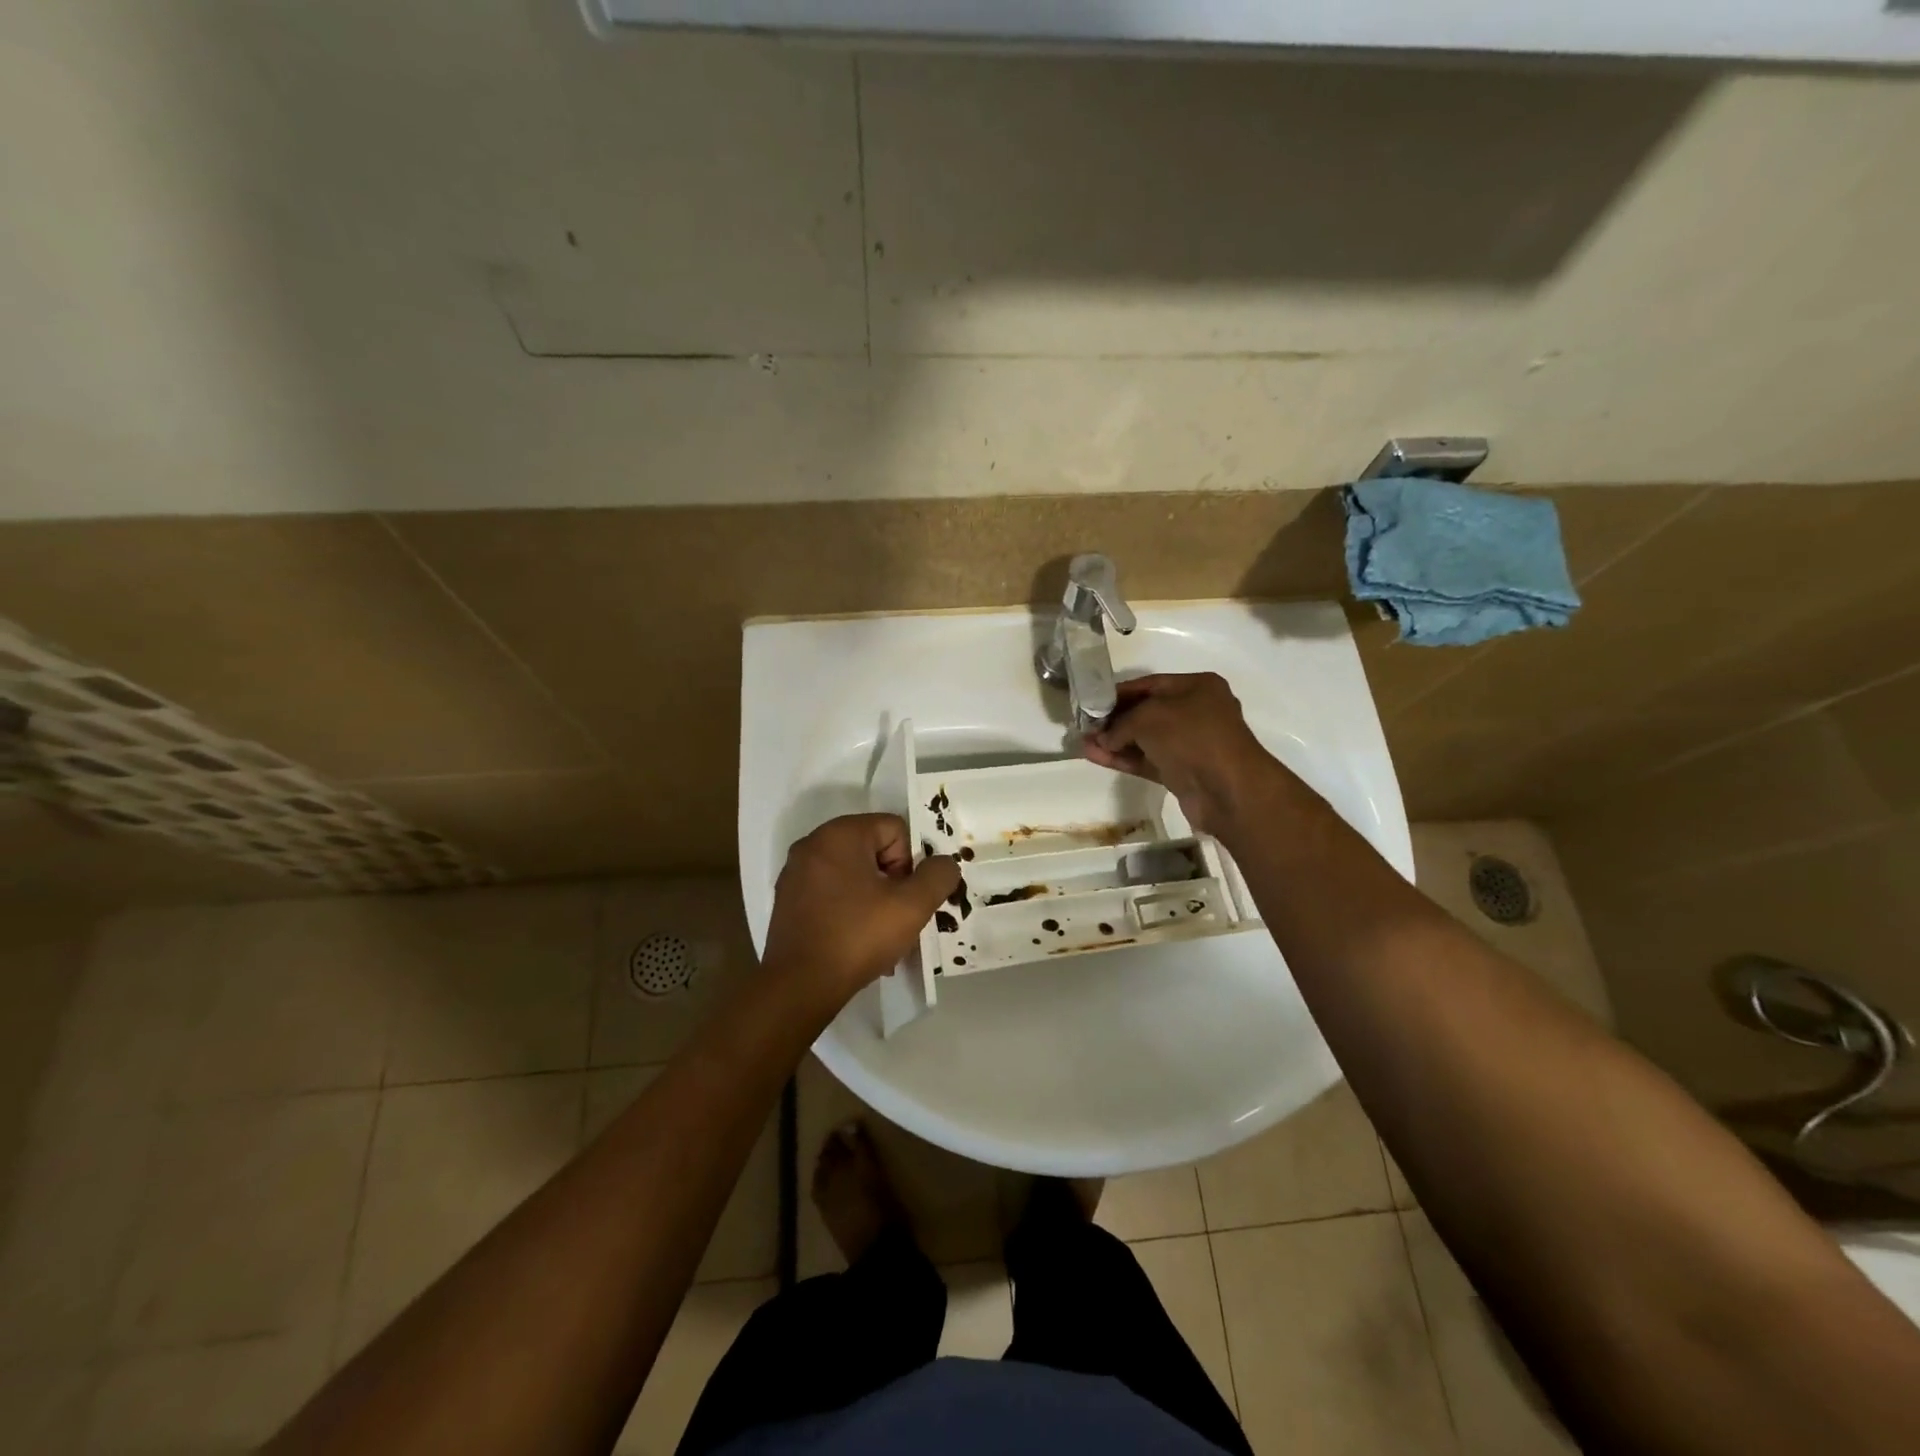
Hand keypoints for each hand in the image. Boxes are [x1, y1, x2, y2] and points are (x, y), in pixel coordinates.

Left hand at [763, 813, 960, 1005]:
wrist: (799, 986)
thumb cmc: (857, 937)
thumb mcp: (912, 906)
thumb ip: (937, 876)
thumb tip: (944, 864)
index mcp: (839, 834)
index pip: (894, 829)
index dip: (908, 863)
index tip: (903, 898)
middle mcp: (813, 844)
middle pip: (873, 850)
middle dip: (891, 882)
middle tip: (895, 918)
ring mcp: (796, 873)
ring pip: (853, 874)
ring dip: (873, 899)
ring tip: (878, 936)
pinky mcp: (788, 900)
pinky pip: (831, 892)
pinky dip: (848, 910)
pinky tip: (855, 941)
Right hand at [1082, 673, 1282, 837]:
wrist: (1227, 789)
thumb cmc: (1191, 736)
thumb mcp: (1149, 717)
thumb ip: (1121, 723)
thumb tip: (1104, 738)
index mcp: (1198, 687)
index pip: (1150, 684)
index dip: (1119, 693)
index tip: (1091, 701)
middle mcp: (1196, 712)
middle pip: (1146, 712)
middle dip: (1115, 719)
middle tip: (1085, 725)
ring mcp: (1190, 744)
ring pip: (1145, 739)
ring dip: (1115, 741)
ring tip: (1083, 743)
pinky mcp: (1182, 772)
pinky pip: (1148, 760)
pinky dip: (1124, 758)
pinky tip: (1096, 757)